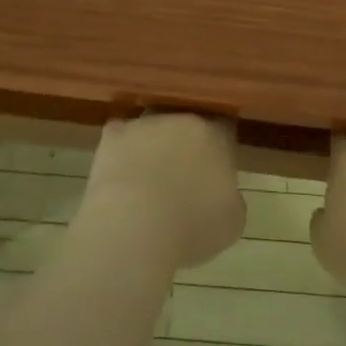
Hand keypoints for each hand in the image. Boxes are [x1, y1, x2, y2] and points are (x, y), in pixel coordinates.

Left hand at [80, 112, 244, 271]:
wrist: (136, 226)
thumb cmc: (192, 226)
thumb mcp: (232, 221)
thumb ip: (231, 196)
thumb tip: (222, 192)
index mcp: (216, 136)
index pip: (224, 127)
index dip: (220, 146)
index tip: (216, 166)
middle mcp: (183, 119)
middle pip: (188, 124)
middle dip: (186, 145)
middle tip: (182, 176)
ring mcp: (146, 124)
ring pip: (154, 128)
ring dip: (154, 145)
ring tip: (147, 179)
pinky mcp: (113, 136)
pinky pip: (121, 138)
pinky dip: (121, 153)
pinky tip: (121, 176)